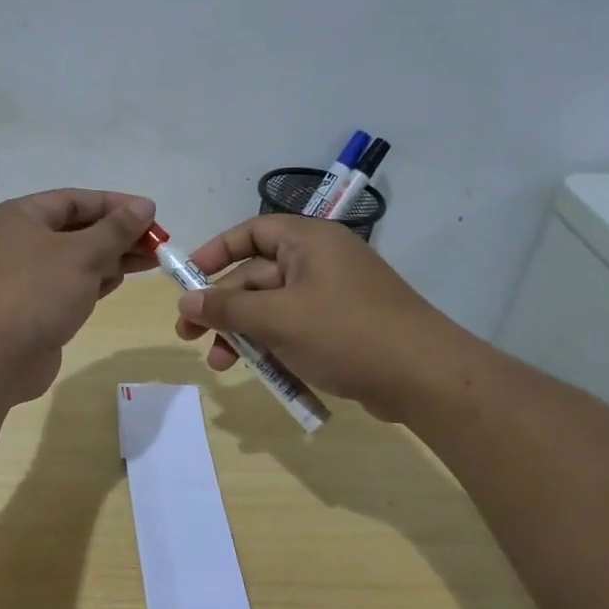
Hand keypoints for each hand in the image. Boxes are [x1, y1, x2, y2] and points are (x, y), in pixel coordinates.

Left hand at [0, 189, 158, 402]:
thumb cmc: (36, 292)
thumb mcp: (82, 254)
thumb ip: (116, 229)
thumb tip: (144, 206)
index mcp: (18, 217)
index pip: (73, 200)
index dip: (115, 204)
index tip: (152, 213)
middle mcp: (16, 243)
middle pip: (75, 229)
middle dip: (117, 234)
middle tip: (158, 242)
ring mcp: (22, 278)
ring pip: (74, 260)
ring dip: (111, 258)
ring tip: (150, 261)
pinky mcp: (31, 308)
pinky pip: (68, 286)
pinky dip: (95, 281)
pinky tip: (122, 280)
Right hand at [173, 215, 467, 421]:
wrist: (423, 376)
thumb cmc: (344, 332)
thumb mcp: (277, 319)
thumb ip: (227, 309)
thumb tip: (184, 302)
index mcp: (308, 242)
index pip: (252, 232)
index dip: (216, 252)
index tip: (187, 279)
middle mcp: (320, 262)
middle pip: (257, 276)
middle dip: (223, 309)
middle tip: (189, 337)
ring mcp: (333, 297)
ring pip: (273, 309)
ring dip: (243, 335)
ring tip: (220, 364)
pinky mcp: (342, 329)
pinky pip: (295, 331)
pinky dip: (274, 348)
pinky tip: (258, 374)